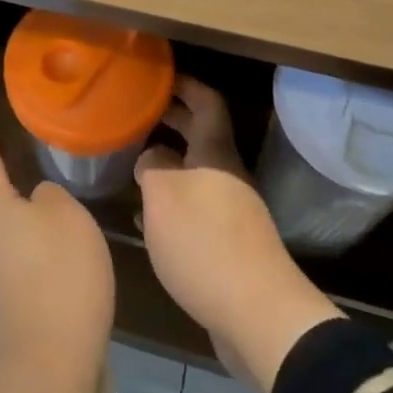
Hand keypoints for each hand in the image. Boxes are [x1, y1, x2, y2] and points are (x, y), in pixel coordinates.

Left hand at [0, 110, 116, 392]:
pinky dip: (38, 234)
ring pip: (8, 221)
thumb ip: (51, 195)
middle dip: (5, 165)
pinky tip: (64, 233)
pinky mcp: (14, 297)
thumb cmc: (57, 275)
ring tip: (54, 182)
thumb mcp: (65, 215)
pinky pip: (23, 249)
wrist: (52, 367)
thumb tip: (39, 202)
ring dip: (25, 202)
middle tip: (31, 140)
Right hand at [135, 77, 341, 392]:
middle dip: (173, 120)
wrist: (258, 315)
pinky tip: (150, 217)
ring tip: (135, 161)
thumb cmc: (205, 243)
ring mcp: (233, 212)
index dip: (185, 85)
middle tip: (139, 113)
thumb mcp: (163, 195)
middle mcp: (228, 176)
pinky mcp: (231, 245)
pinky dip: (174, 200)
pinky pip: (198, 207)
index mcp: (216, 154)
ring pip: (198, 172)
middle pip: (203, 135)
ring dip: (170, 162)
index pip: (207, 102)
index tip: (159, 78)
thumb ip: (152, 166)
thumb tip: (153, 158)